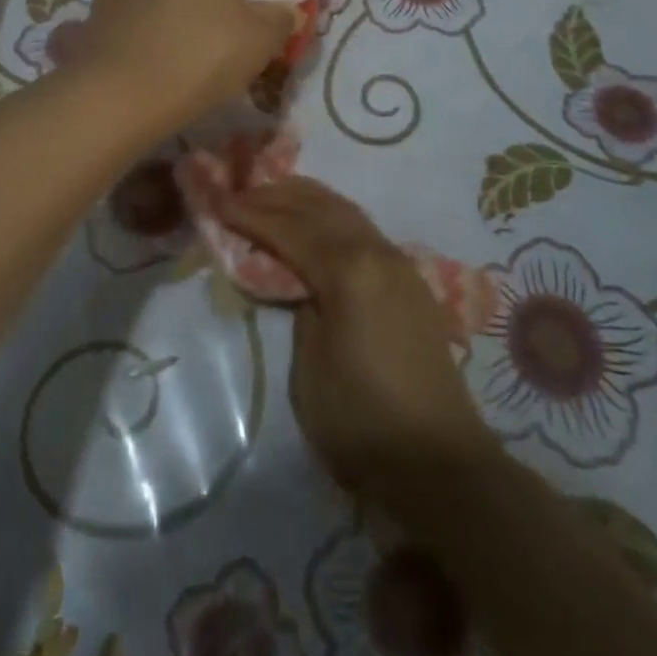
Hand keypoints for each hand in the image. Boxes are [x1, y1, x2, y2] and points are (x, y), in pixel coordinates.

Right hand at [216, 176, 500, 510]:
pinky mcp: (410, 282)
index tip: (217, 202)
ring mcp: (399, 264)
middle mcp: (377, 252)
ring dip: (307, 200)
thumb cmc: (361, 420)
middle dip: (277, 196)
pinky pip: (363, 229)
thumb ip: (300, 309)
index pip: (289, 228)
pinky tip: (317, 225)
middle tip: (239, 193)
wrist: (440, 462)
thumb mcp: (309, 368)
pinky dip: (331, 217)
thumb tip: (301, 282)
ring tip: (272, 196)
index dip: (250, 214)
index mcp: (348, 270)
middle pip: (320, 207)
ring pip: (346, 212)